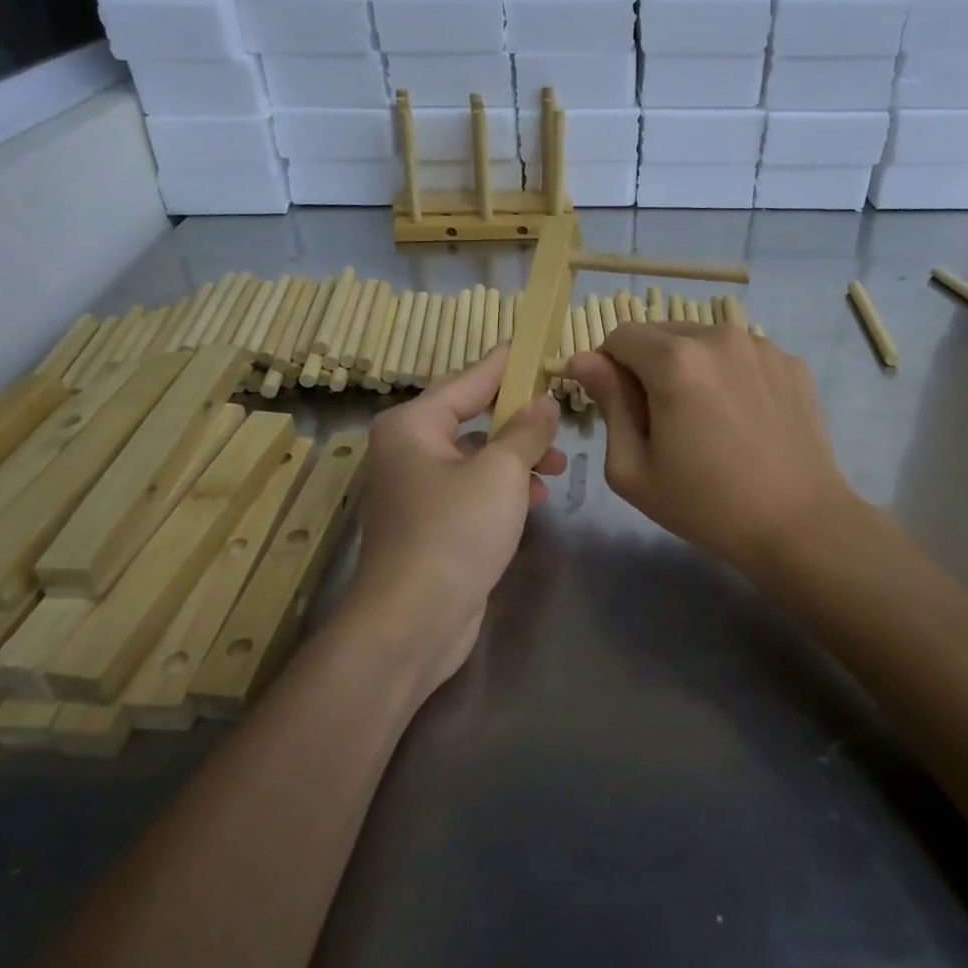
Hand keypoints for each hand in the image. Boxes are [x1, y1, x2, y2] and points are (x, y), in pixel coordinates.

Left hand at [348, 347, 565, 698]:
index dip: (504, 364)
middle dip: (519, 420)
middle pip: (472, 419)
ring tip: (559, 466)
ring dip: (517, 458)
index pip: (468, 380)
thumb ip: (526, 431)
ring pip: (476, 457)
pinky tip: (537, 499)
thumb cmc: (455, 530)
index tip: (534, 345)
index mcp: (412, 425)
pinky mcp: (430, 524)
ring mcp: (416, 490)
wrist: (414, 622)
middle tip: (560, 415)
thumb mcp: (501, 472)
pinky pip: (472, 490)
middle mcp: (407, 451)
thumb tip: (544, 402)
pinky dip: (503, 489)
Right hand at [566, 323, 859, 577]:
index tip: (620, 406)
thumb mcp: (633, 467)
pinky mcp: (790, 362)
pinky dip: (729, 374)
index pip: (620, 336)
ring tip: (707, 419)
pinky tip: (742, 418)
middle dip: (649, 365)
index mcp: (675, 360)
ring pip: (703, 341)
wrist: (799, 525)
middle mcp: (719, 336)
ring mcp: (761, 346)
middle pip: (662, 333)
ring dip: (691, 366)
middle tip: (662, 419)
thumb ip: (607, 403)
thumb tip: (584, 360)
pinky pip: (741, 354)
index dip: (609, 366)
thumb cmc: (705, 504)